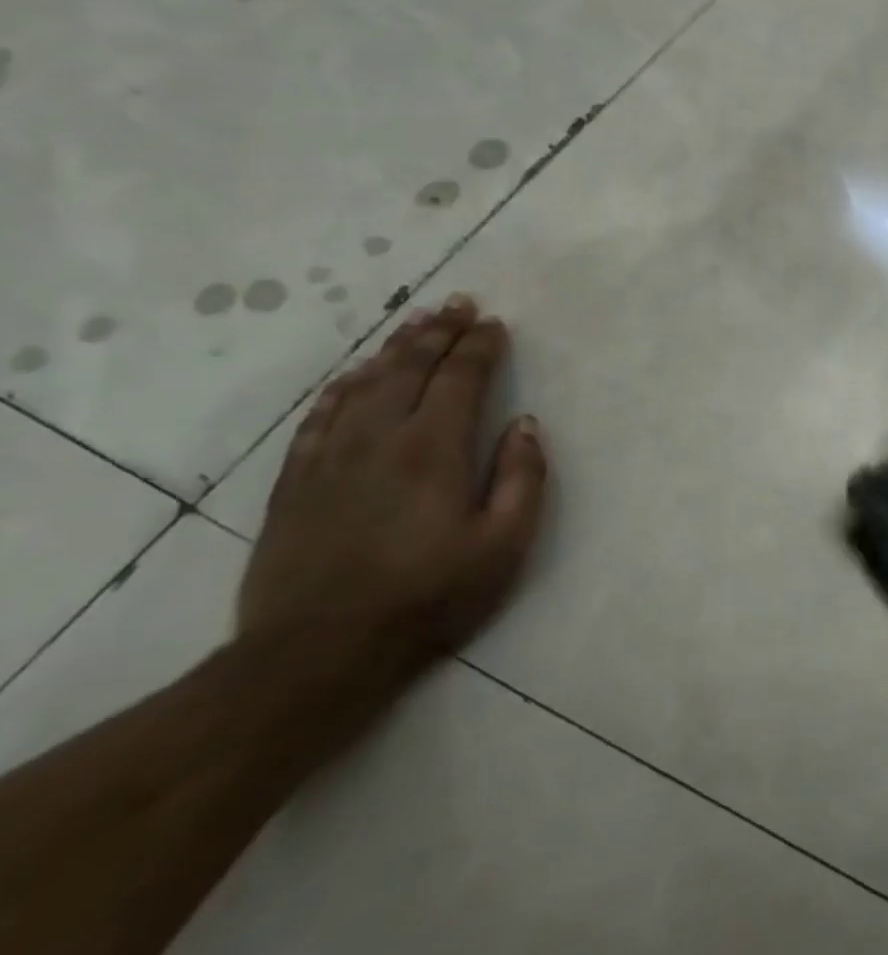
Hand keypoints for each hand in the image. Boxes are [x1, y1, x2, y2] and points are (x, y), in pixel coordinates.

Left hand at [239, 295, 549, 674]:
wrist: (317, 651)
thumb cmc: (428, 596)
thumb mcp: (504, 545)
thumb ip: (522, 478)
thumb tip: (525, 424)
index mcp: (433, 449)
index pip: (460, 379)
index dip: (479, 347)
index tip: (494, 323)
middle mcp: (379, 438)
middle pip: (409, 368)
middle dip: (438, 332)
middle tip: (457, 303)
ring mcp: (329, 457)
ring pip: (363, 384)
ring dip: (393, 349)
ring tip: (414, 324)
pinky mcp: (295, 481)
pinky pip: (318, 417)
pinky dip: (341, 388)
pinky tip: (353, 377)